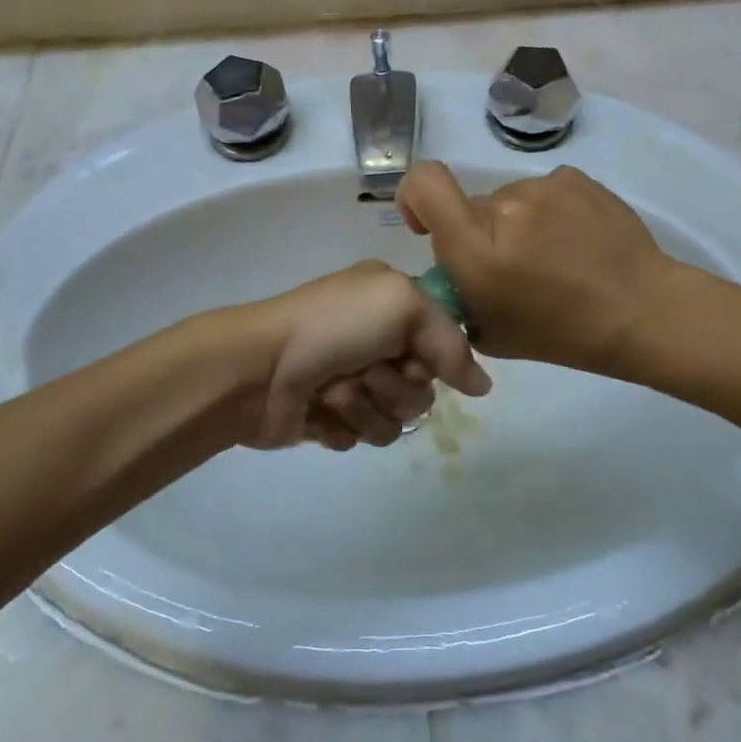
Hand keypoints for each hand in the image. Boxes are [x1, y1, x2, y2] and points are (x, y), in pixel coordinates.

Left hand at [238, 261, 491, 450]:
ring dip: (365, 407)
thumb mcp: (402, 306)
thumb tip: (482, 387)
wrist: (258, 368)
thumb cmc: (332, 326)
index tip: (413, 358)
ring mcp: (352, 379)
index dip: (434, 358)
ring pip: (395, 418)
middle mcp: (375, 339)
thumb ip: (451, 343)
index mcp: (391, 304)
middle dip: (395, 387)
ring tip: (333, 390)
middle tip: (365, 371)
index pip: (442, 342)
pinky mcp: (331, 417)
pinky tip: (318, 409)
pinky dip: (342, 424)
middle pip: (422, 388)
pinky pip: (363, 436)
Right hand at [396, 161, 681, 373]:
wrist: (643, 312)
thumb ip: (459, 293)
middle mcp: (504, 206)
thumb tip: (455, 268)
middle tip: (513, 268)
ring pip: (509, 199)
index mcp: (477, 247)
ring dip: (518, 223)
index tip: (427, 224)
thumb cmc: (563, 334)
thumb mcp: (491, 333)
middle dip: (481, 233)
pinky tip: (576, 240)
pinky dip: (550, 212)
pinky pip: (544, 191)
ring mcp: (543, 187)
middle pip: (471, 206)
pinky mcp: (576, 178)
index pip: (424, 183)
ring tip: (554, 257)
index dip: (414, 196)